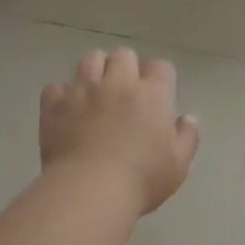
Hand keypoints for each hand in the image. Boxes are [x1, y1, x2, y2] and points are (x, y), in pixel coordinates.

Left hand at [40, 48, 200, 215]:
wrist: (90, 189)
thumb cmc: (142, 178)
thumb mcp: (178, 164)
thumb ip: (187, 137)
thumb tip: (188, 119)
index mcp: (152, 94)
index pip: (161, 67)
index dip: (160, 78)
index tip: (158, 94)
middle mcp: (118, 82)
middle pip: (123, 55)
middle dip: (126, 67)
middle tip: (125, 91)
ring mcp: (83, 90)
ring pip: (89, 60)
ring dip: (95, 72)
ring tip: (95, 92)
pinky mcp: (55, 104)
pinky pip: (56, 87)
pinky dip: (62, 94)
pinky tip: (66, 109)